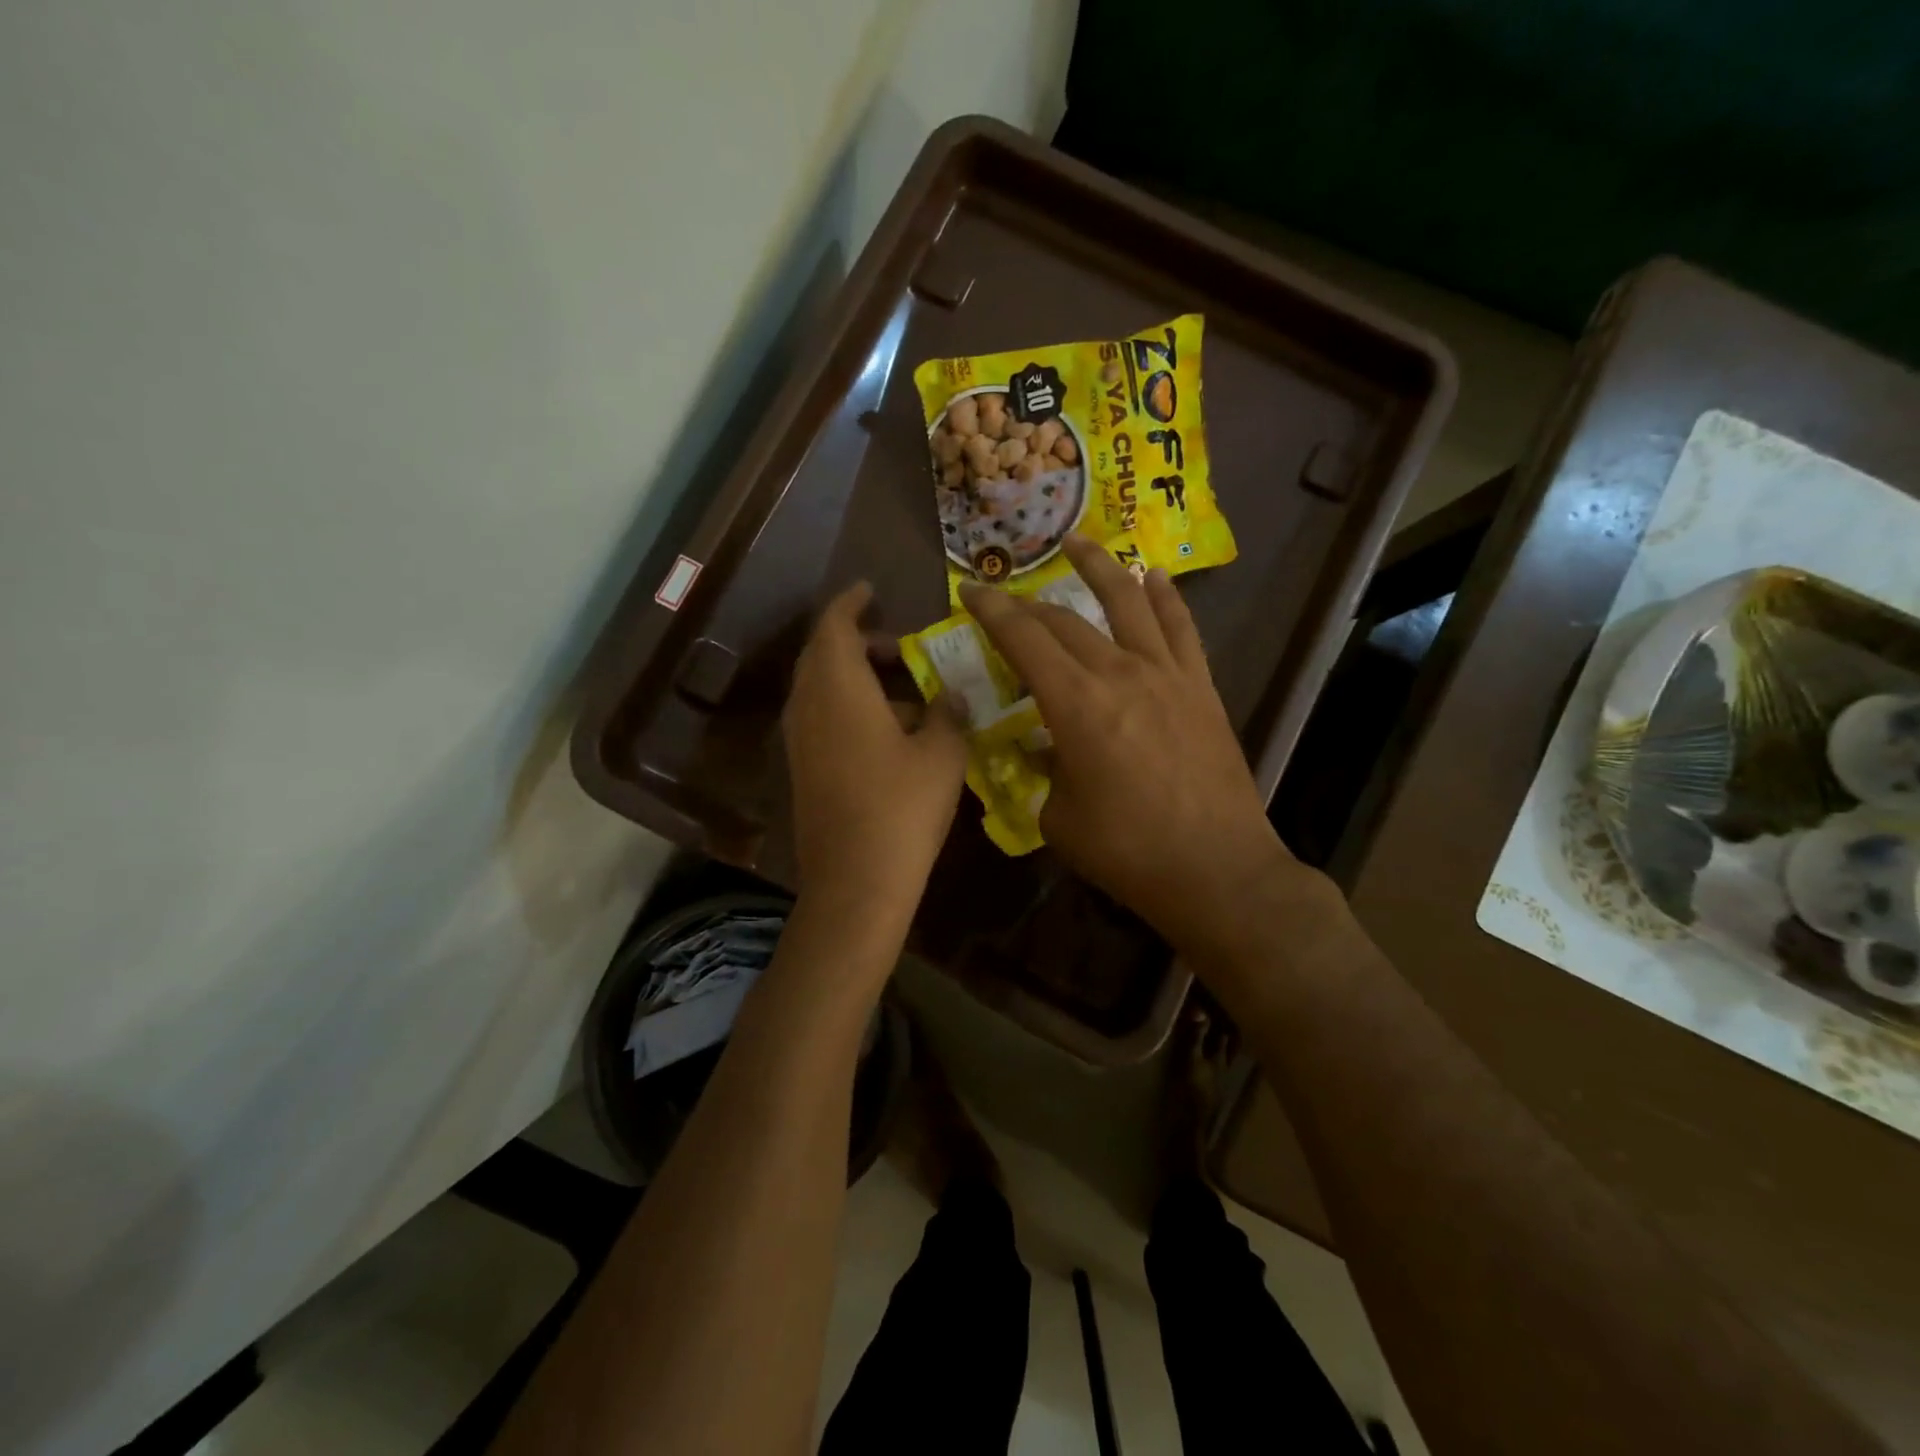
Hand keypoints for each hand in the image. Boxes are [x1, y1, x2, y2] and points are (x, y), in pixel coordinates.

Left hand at [783, 582, 967, 913]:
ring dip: (855, 676)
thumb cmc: (902, 808)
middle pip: (822, 654)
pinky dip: (848, 705)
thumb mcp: (942, 754)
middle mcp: (808, 705)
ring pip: (821, 687)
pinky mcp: (803, 768)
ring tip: (904, 689)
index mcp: (838, 688)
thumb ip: (947, 713)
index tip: (871, 590)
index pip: (834, 625)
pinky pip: (821, 717)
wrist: (856, 882)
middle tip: (900, 646)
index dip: (852, 603)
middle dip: (857, 640)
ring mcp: (800, 740)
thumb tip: (948, 695)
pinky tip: (889, 730)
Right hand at [959, 536, 1312, 958]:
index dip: (992, 611)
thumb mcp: (1059, 819)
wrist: (1217, 869)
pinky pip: (1181, 628)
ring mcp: (1166, 674)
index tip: (970, 591)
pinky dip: (1165, 598)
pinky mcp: (1201, 687)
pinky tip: (1153, 577)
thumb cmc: (1127, 851)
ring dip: (1099, 567)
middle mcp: (1119, 673)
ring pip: (1127, 602)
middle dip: (1029, 604)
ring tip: (1077, 542)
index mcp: (1075, 705)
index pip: (1023, 640)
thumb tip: (1042, 747)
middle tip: (1007, 599)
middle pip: (1066, 620)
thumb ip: (1044, 773)